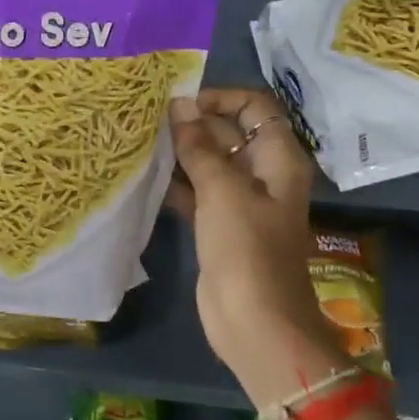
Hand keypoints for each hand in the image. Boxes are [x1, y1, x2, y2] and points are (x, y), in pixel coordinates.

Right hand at [168, 88, 337, 390]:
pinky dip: (176, 184)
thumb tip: (180, 105)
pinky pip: (197, 193)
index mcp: (277, 158)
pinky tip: (145, 178)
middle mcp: (262, 174)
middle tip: (148, 121)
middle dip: (192, 125)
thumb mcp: (222, 190)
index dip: (220, 98)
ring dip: (180, 154)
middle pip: (228, 133)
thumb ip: (199, 146)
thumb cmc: (246, 248)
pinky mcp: (219, 226)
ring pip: (209, 163)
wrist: (254, 321)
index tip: (180, 104)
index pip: (254, 108)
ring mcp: (240, 202)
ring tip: (141, 144)